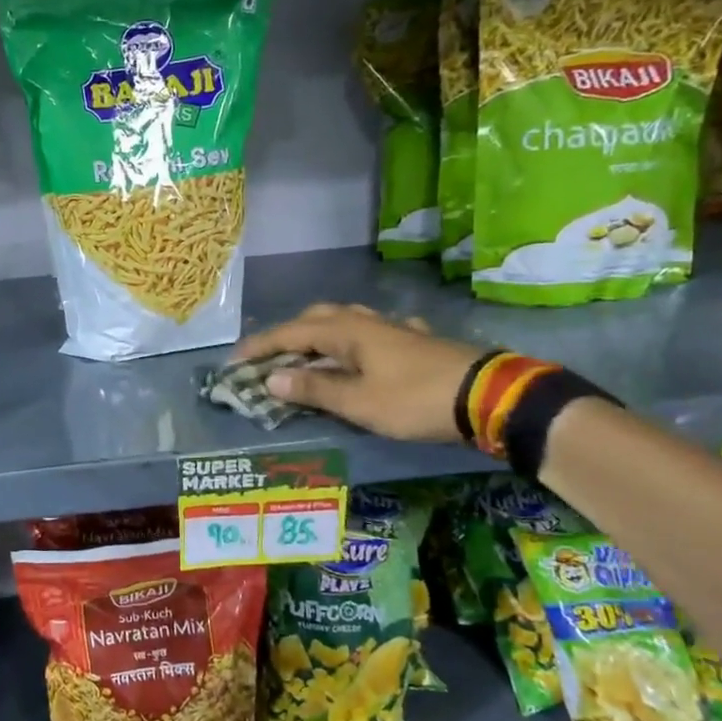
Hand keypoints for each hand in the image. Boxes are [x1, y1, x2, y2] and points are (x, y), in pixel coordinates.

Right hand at [232, 303, 483, 442]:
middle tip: (269, 357)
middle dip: (288, 334)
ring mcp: (394, 328)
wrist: (487, 396)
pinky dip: (354, 341)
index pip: (290, 333)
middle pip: (316, 318)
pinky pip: (373, 333)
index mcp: (346, 331)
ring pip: (346, 321)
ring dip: (320, 334)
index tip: (234, 361)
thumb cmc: (414, 399)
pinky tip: (364, 352)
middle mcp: (366, 321)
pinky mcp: (416, 340)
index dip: (260, 347)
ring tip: (307, 354)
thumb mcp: (358, 402)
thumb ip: (314, 389)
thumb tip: (271, 379)